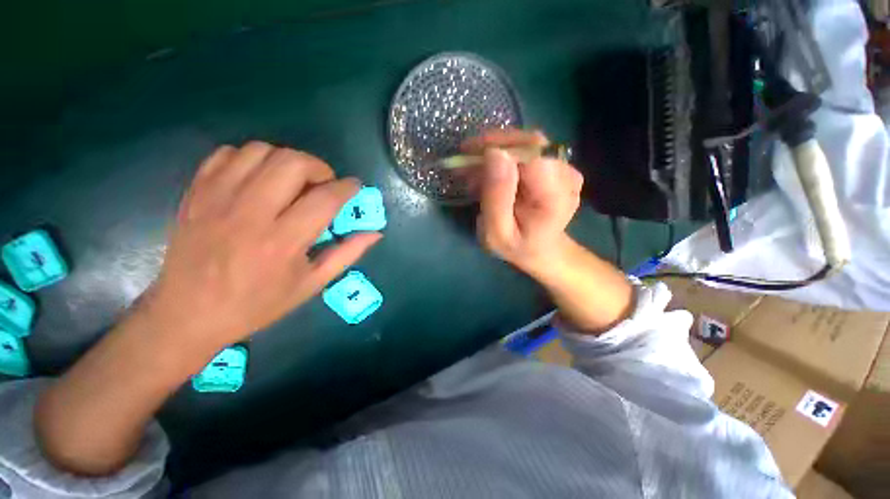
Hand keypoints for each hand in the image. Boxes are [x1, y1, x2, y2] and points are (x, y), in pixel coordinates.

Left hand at [149, 142, 380, 351]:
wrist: (188, 313)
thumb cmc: (258, 304)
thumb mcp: (312, 285)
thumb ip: (347, 254)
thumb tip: (375, 233)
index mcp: (283, 241)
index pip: (325, 198)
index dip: (347, 187)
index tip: (355, 187)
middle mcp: (251, 213)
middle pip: (293, 163)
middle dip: (319, 167)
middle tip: (323, 184)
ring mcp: (218, 198)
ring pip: (261, 151)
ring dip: (287, 160)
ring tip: (293, 181)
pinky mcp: (197, 192)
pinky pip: (228, 154)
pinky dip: (251, 158)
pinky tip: (259, 179)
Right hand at [467, 130, 632, 333]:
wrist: (548, 256)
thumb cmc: (522, 250)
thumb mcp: (498, 234)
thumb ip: (495, 196)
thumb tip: (493, 155)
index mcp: (554, 193)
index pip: (527, 152)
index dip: (496, 148)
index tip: (468, 153)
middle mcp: (568, 174)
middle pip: (529, 142)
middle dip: (494, 147)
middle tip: (469, 162)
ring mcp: (567, 170)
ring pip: (530, 145)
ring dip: (500, 153)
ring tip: (479, 171)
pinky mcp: (561, 170)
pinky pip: (533, 153)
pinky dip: (510, 158)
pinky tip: (496, 174)